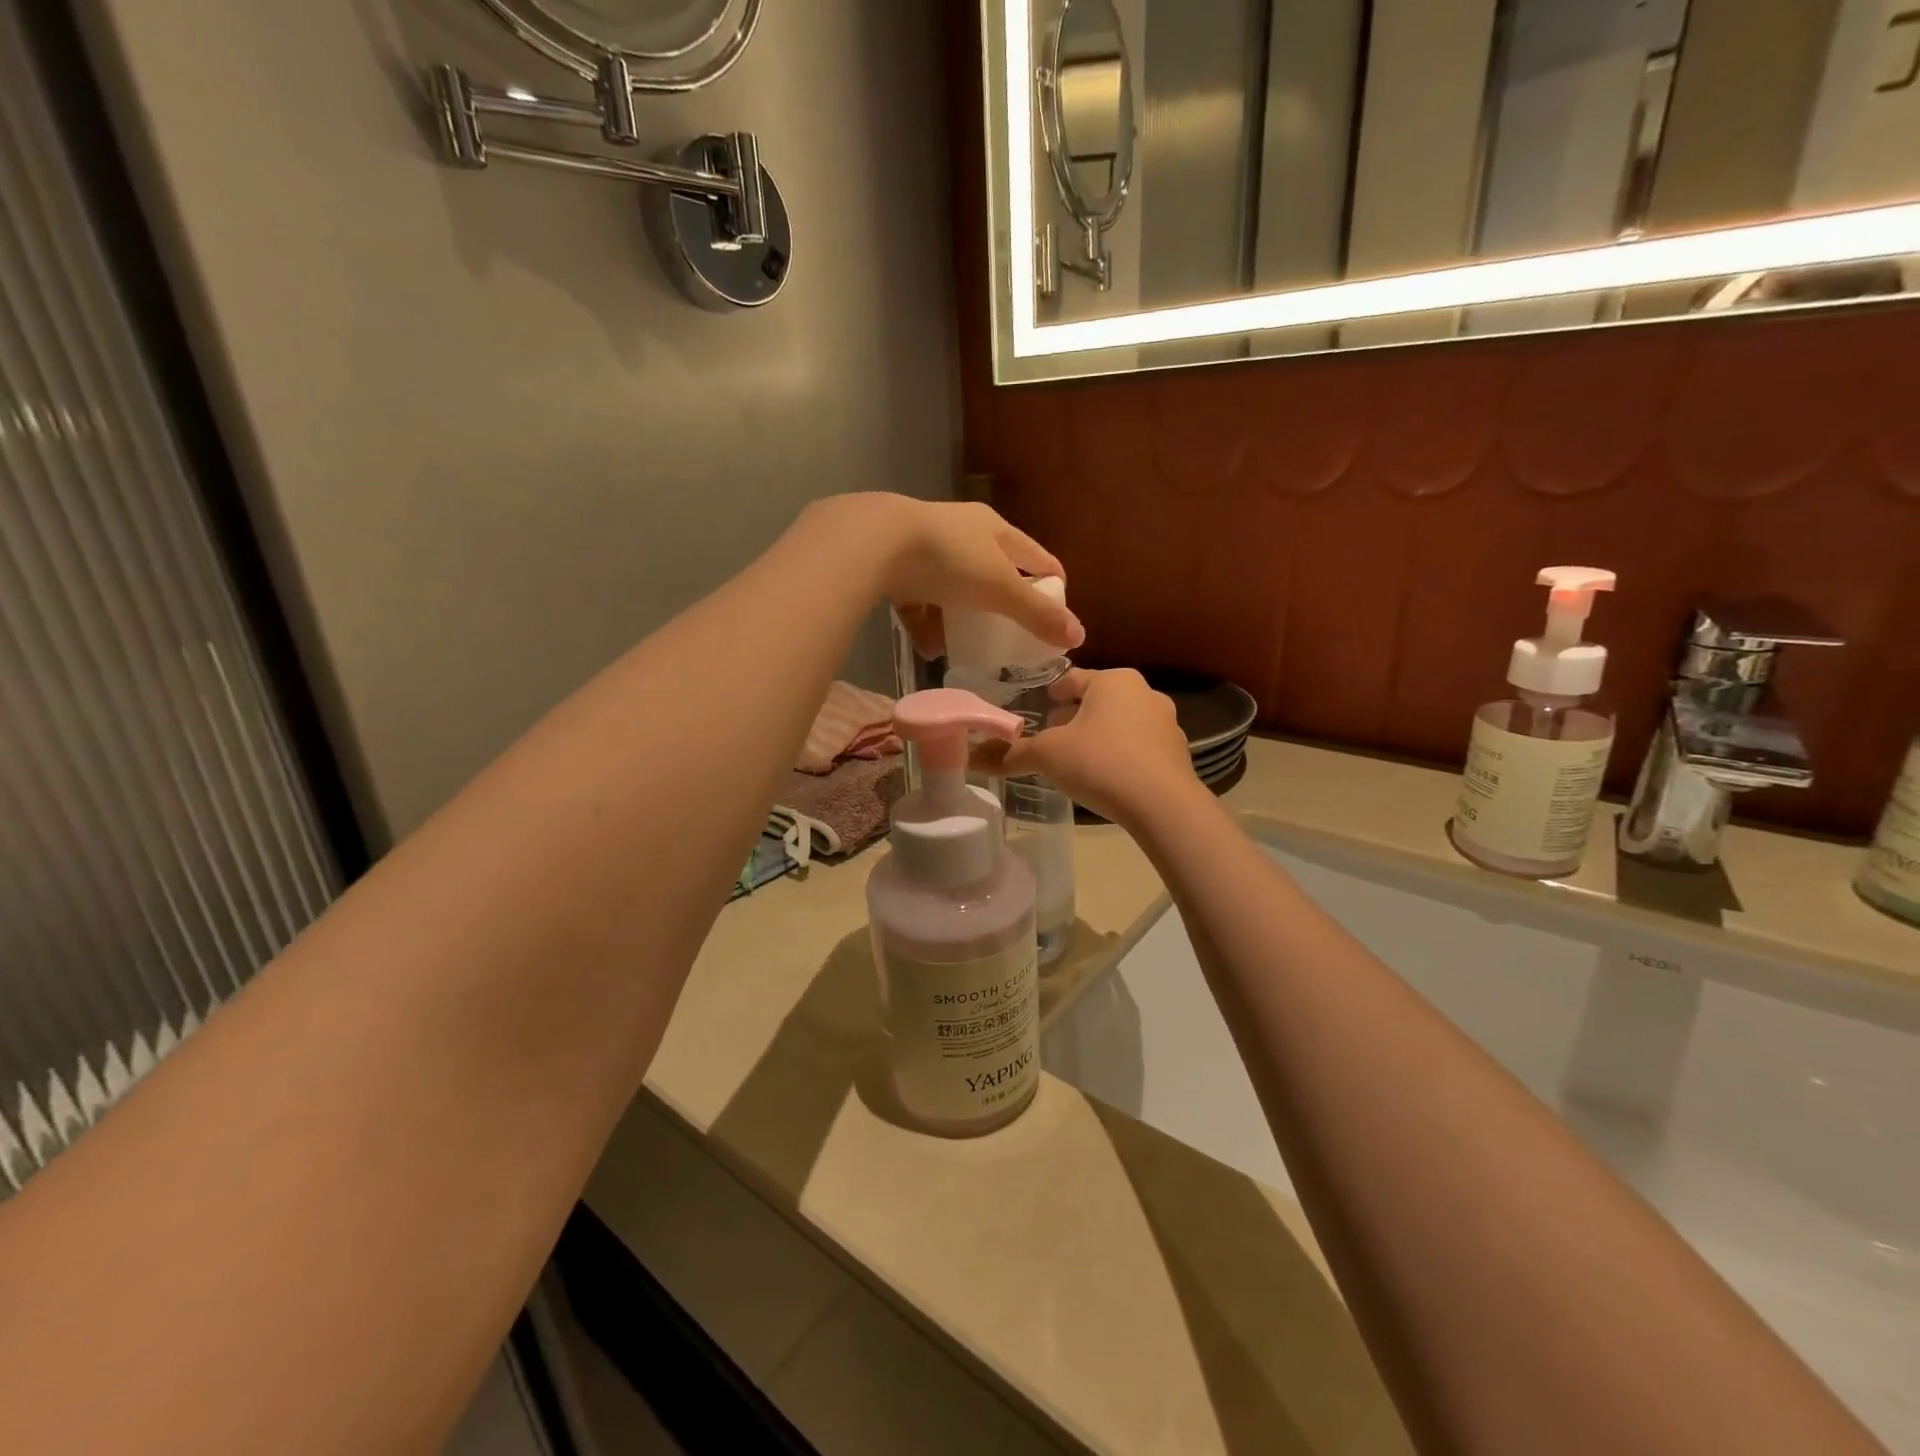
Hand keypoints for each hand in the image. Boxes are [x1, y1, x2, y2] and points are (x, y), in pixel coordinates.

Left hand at [800, 494, 1082, 655]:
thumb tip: (1078, 638)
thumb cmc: (949, 560)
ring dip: (959, 619)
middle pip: (992, 572)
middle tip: (1009, 637)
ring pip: (952, 588)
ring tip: (965, 649)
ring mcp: (925, 548)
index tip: (1056, 616)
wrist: (874, 543)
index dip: (1050, 584)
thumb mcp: (999, 589)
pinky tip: (929, 648)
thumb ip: (1037, 614)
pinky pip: (918, 599)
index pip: (1035, 557)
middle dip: (1000, 606)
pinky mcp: (895, 566)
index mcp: (994, 529)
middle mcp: (962, 532)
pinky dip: (925, 623)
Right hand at [981, 668, 1200, 826]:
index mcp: (1113, 681)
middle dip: (1076, 715)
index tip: (1042, 704)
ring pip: (1121, 722)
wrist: (1163, 805)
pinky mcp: (1177, 753)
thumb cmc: (1100, 763)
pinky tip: (1107, 778)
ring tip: (1078, 759)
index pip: (1073, 678)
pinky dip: (1121, 754)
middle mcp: (1144, 693)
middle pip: (1099, 699)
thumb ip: (1012, 754)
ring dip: (1099, 735)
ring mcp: (1166, 723)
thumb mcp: (1048, 756)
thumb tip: (973, 757)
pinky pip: (1139, 747)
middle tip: (1054, 735)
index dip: (1052, 692)